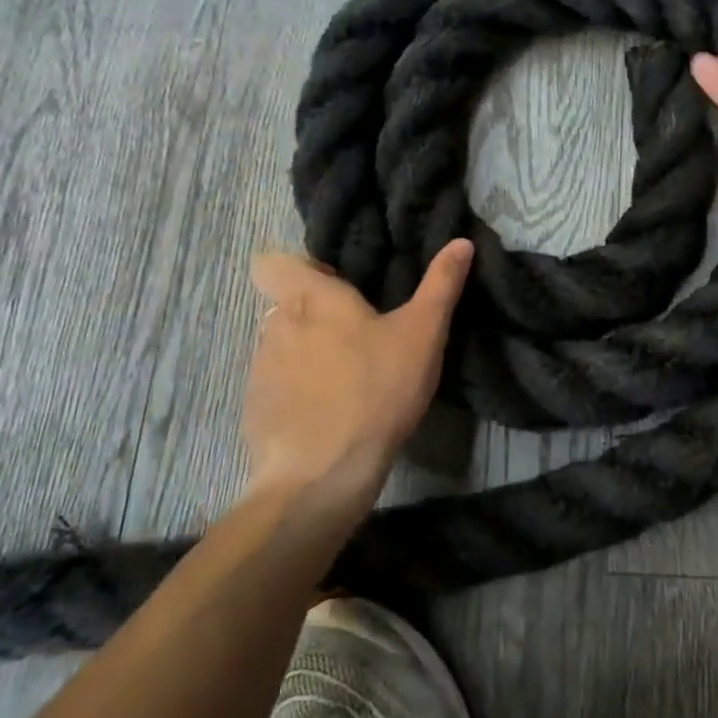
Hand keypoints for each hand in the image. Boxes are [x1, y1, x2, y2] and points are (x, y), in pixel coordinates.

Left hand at [241, 240, 474, 504]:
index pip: (273, 262)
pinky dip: (298, 390)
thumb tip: (461, 242)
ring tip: (348, 376)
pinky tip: (329, 412)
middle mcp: (276, 325)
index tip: (337, 284)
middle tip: (361, 333)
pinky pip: (276, 384)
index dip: (300, 268)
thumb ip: (441, 284)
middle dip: (317, 313)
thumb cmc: (376, 390)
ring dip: (307, 351)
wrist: (321, 475)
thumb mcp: (423, 334)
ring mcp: (260, 369)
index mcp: (311, 298)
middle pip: (286, 304)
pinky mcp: (256, 409)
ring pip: (281, 344)